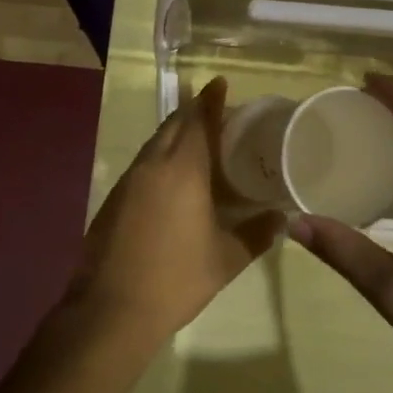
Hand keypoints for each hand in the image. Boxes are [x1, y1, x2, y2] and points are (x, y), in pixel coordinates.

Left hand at [75, 77, 283, 343]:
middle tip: (217, 111)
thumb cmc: (176, 279)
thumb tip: (281, 218)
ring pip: (155, 143)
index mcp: (182, 170)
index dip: (210, 99)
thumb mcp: (227, 259)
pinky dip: (161, 156)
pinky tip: (173, 176)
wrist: (111, 310)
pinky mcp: (114, 199)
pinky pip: (143, 163)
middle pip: (173, 125)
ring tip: (199, 139)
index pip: (199, 121)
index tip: (220, 82)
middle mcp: (152, 165)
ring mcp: (128, 181)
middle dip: (193, 111)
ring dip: (175, 133)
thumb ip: (257, 234)